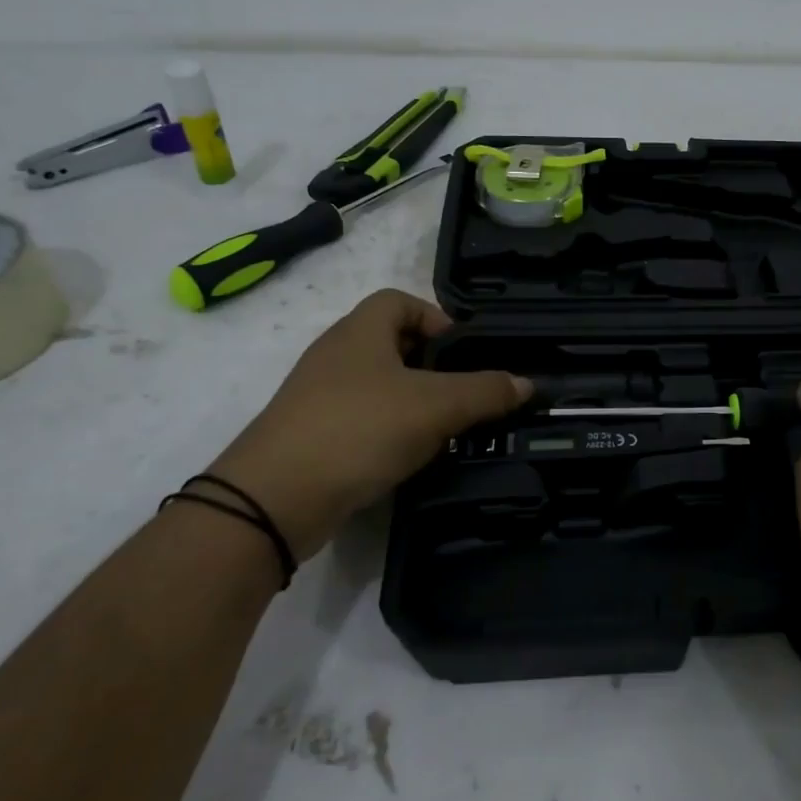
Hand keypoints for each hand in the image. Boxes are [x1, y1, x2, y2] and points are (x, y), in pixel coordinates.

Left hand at [205, 289, 530, 555]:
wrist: (274, 499)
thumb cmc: (359, 429)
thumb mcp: (435, 406)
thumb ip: (485, 391)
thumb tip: (526, 383)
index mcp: (360, 331)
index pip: (400, 301)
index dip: (436, 318)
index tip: (463, 354)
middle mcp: (335, 354)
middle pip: (391, 343)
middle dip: (431, 365)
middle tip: (462, 394)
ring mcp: (318, 396)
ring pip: (378, 385)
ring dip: (412, 401)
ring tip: (443, 430)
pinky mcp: (310, 435)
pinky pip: (360, 419)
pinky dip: (387, 431)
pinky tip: (407, 457)